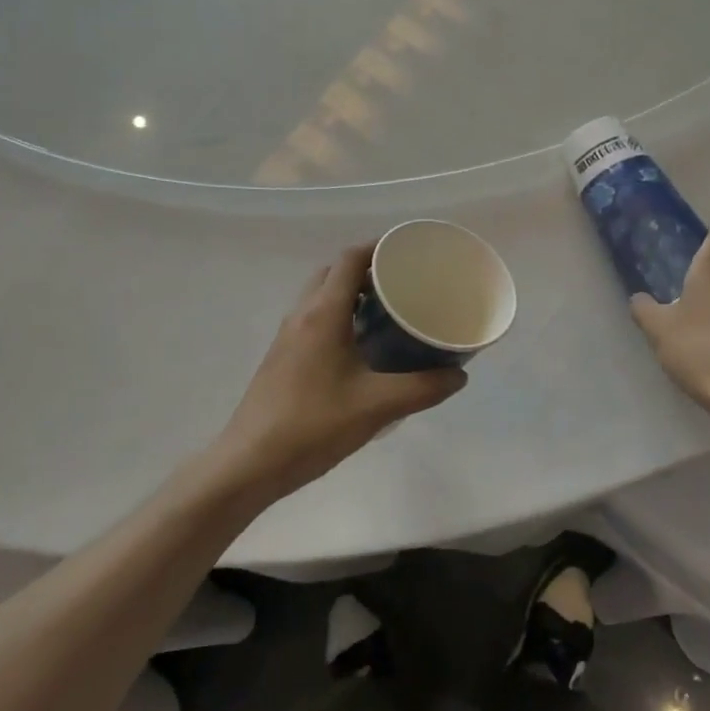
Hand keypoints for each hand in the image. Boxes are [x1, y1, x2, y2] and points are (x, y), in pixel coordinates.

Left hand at [215, 246, 467, 500]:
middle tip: (401, 284)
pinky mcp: (281, 357)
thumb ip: (423, 388)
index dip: (378, 248)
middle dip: (366, 269)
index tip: (409, 253)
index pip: (350, 259)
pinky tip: (360, 347)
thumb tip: (459, 375)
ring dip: (350, 293)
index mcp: (323, 313)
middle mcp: (302, 314)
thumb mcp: (377, 406)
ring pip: (320, 296)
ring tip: (387, 312)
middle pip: (334, 272)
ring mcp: (287, 336)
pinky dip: (337, 316)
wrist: (250, 463)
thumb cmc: (314, 425)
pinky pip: (313, 319)